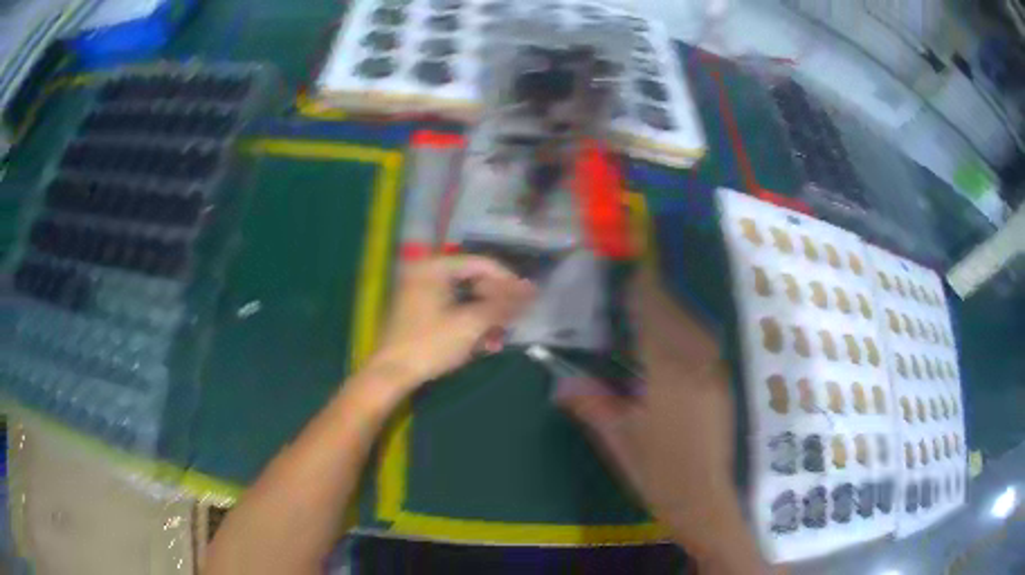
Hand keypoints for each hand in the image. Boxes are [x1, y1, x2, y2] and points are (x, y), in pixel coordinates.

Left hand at [364, 256, 535, 396]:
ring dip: (486, 317)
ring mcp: (421, 292)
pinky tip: (484, 343)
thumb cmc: (430, 344)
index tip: (529, 298)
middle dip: (496, 303)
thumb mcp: (470, 324)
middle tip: (515, 320)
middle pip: (473, 281)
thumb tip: (530, 289)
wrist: (391, 374)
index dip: (508, 280)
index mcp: (435, 267)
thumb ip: (502, 304)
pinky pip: (453, 310)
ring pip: (464, 298)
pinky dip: (470, 324)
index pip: (481, 264)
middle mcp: (426, 273)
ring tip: (500, 337)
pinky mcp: (420, 312)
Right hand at [555, 266, 767, 573]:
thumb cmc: (657, 472)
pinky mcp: (722, 390)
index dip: (644, 296)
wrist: (704, 499)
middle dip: (661, 298)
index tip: (635, 274)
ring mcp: (713, 378)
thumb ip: (593, 405)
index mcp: (666, 377)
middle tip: (643, 284)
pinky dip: (692, 334)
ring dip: (678, 313)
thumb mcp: (619, 440)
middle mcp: (695, 368)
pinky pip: (706, 349)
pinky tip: (682, 342)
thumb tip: (562, 384)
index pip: (654, 323)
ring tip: (660, 306)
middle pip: (678, 320)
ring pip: (696, 332)